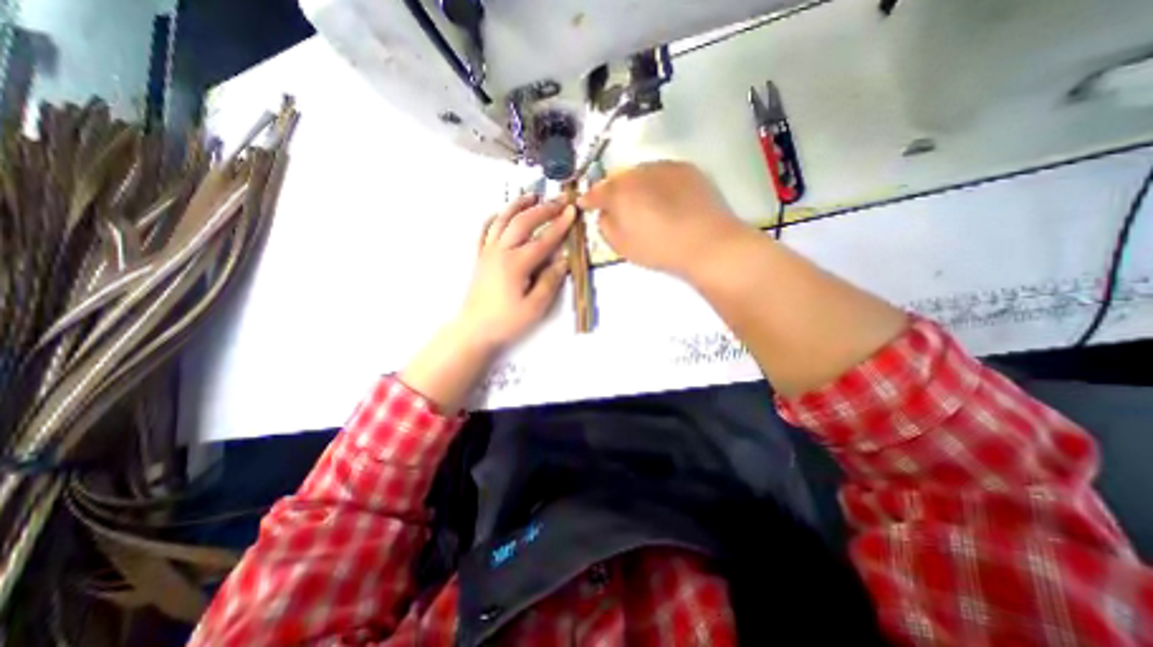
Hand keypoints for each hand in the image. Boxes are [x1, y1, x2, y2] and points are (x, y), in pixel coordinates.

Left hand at [455, 192, 569, 351]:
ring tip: (532, 196)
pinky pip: (484, 230)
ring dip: (518, 205)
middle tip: (558, 201)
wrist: (474, 329)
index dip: (559, 225)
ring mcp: (487, 252)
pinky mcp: (480, 257)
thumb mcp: (534, 307)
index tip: (572, 211)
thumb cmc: (506, 321)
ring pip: (502, 220)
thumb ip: (549, 282)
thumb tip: (563, 261)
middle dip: (542, 209)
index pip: (543, 240)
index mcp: (516, 264)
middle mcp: (500, 251)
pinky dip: (494, 218)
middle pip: (523, 222)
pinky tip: (500, 213)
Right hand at [583, 159, 753, 276]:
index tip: (586, 204)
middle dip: (614, 191)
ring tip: (643, 202)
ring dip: (636, 185)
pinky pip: (662, 173)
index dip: (589, 199)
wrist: (706, 243)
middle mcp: (638, 172)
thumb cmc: (658, 249)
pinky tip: (664, 198)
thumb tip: (605, 214)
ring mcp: (664, 167)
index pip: (597, 191)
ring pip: (641, 173)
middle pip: (619, 178)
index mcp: (619, 192)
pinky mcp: (686, 168)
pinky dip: (657, 183)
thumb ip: (605, 226)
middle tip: (617, 206)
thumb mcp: (622, 246)